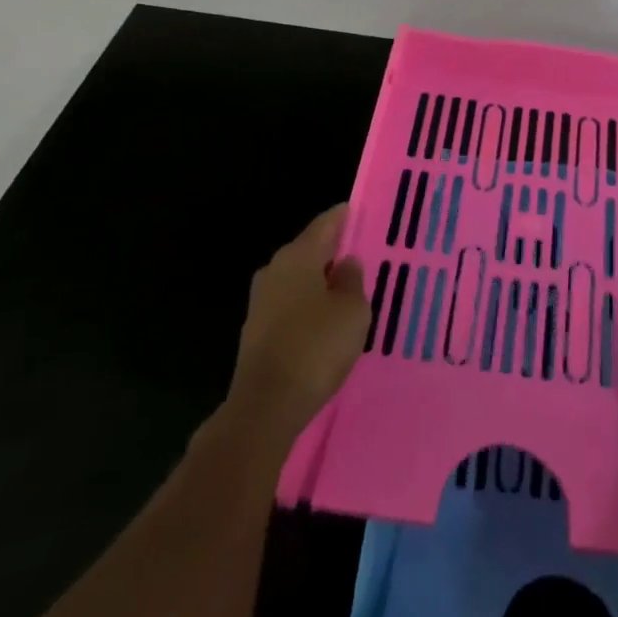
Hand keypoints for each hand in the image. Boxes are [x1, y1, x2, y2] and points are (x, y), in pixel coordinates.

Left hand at [225, 204, 368, 453]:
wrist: (266, 405)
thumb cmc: (316, 347)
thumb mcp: (352, 311)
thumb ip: (352, 281)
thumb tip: (345, 264)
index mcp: (298, 256)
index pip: (325, 224)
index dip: (343, 217)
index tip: (357, 211)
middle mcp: (275, 270)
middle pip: (308, 250)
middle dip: (332, 251)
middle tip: (360, 253)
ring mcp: (261, 301)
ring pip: (298, 279)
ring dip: (320, 281)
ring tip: (347, 288)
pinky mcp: (257, 330)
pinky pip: (290, 304)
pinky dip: (308, 305)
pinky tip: (325, 319)